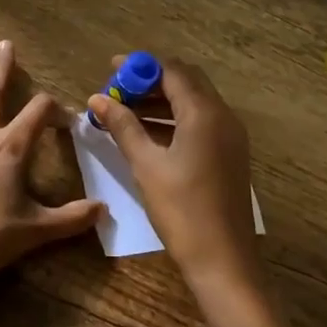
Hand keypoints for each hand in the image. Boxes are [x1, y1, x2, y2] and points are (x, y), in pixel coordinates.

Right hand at [87, 57, 260, 296]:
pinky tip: (148, 134)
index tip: (111, 71)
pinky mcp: (229, 154)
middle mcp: (223, 116)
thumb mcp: (146, 165)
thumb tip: (97, 99)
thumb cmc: (182, 210)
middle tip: (118, 91)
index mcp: (204, 113)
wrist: (224, 260)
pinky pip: (201, 121)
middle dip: (150, 81)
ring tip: (125, 111)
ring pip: (194, 102)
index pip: (171, 71)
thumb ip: (123, 126)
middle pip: (186, 81)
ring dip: (161, 100)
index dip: (140, 67)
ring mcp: (230, 136)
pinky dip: (175, 118)